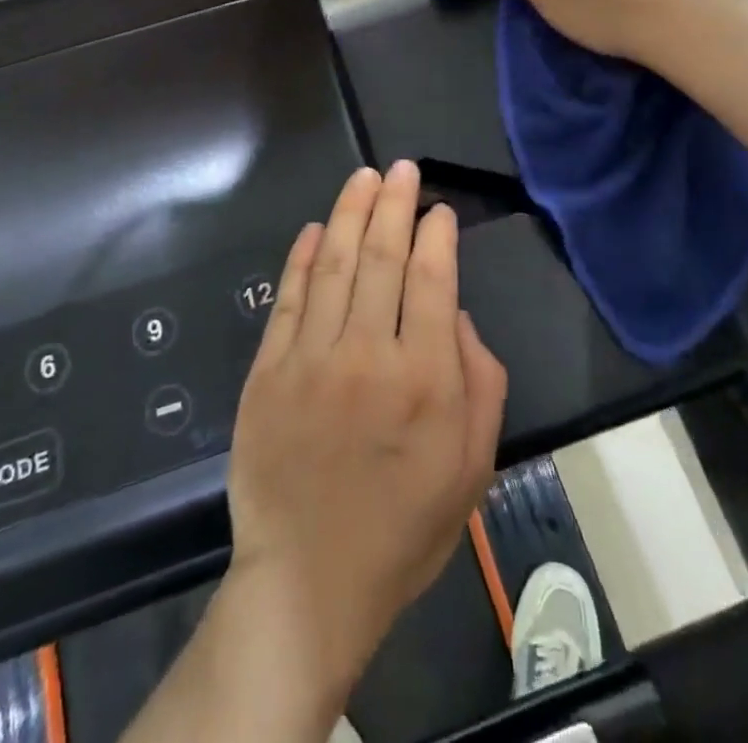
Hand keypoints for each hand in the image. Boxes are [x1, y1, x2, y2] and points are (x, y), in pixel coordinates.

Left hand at [227, 162, 507, 694]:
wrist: (310, 580)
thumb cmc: (404, 528)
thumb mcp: (472, 467)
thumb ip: (479, 381)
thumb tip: (454, 314)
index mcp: (425, 378)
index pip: (433, 279)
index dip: (437, 234)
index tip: (439, 209)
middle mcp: (368, 354)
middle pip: (383, 257)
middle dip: (394, 204)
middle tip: (401, 167)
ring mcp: (311, 357)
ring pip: (335, 264)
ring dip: (351, 213)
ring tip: (364, 177)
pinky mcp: (268, 369)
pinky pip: (288, 298)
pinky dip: (302, 257)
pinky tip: (317, 227)